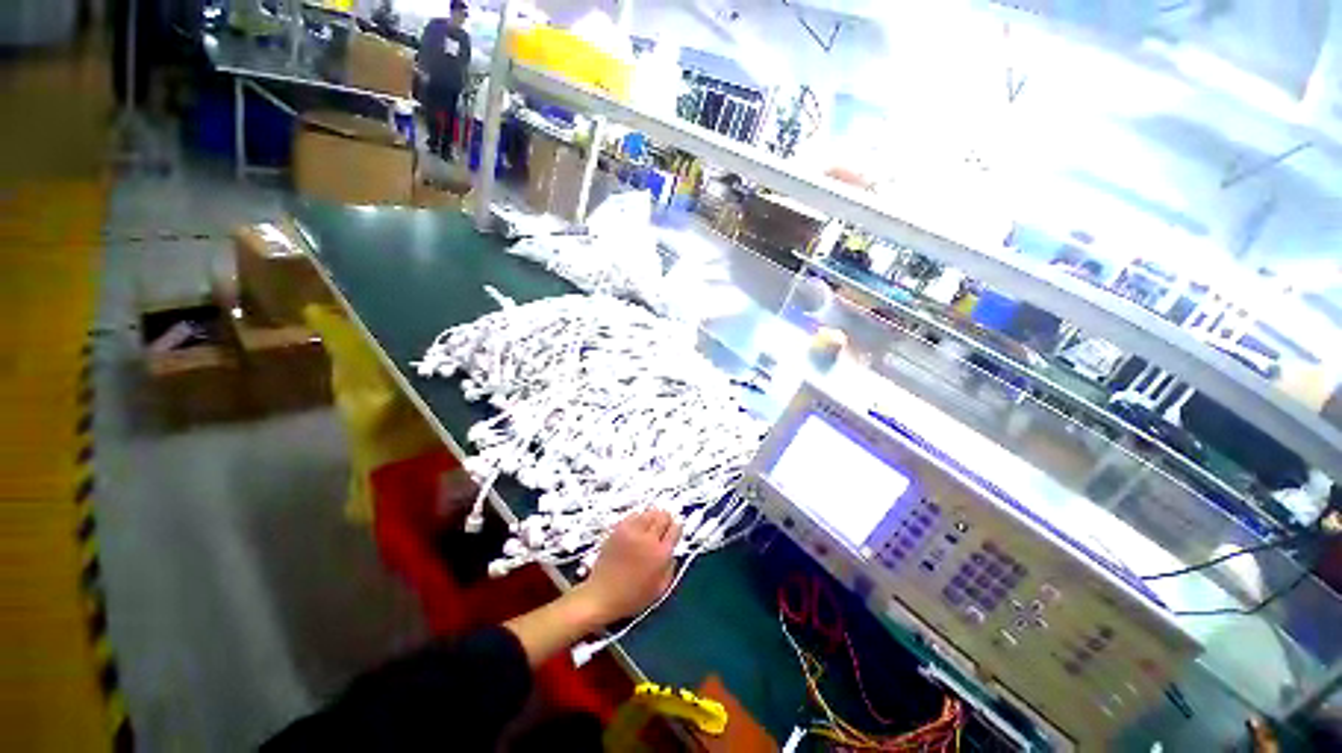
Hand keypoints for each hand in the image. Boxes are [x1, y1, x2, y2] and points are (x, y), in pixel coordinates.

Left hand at [577, 509, 681, 624]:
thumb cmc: (632, 598)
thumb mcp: (659, 590)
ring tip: (652, 524)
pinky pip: (633, 515)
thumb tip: (672, 555)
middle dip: (667, 519)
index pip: (675, 529)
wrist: (602, 595)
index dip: (677, 527)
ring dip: (653, 516)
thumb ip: (670, 570)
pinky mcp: (618, 530)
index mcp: (660, 555)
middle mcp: (648, 539)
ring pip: (649, 513)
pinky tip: (638, 525)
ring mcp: (632, 532)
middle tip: (665, 525)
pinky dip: (638, 517)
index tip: (675, 529)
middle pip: (663, 516)